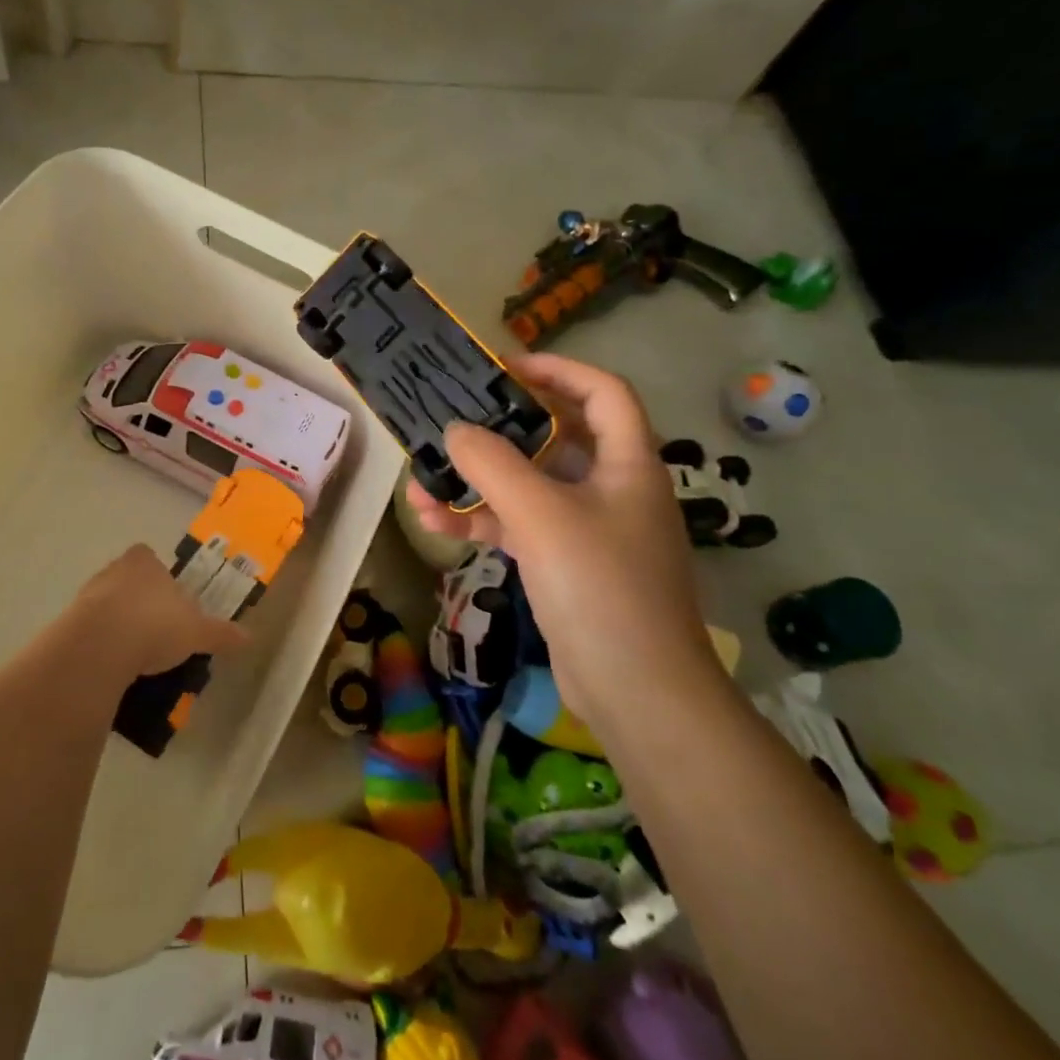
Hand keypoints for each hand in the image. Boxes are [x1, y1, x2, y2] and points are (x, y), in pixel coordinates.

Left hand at [54, 545, 249, 682]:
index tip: (172, 604)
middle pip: (130, 582)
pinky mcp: (70, 622)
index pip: (151, 559)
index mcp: (144, 561)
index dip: (162, 579)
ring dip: (121, 625)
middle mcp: (114, 569)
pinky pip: (92, 631)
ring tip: (139, 656)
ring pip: (109, 606)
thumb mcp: (197, 632)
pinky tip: (116, 667)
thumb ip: (221, 633)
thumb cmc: (154, 625)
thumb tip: (249, 637)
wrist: (99, 647)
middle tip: (159, 632)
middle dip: (142, 603)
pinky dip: (103, 645)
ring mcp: (87, 594)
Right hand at [406, 354, 716, 732]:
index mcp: (627, 463)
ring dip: (476, 483)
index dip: (558, 369)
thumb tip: (454, 429)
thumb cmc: (600, 587)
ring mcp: (587, 529)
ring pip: (527, 487)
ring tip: (423, 482)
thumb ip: (493, 464)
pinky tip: (434, 525)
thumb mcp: (542, 515)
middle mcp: (611, 488)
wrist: (636, 691)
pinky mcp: (564, 564)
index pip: (602, 392)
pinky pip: (518, 527)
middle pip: (555, 437)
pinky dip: (480, 522)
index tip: (504, 369)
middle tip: (452, 420)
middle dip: (499, 429)